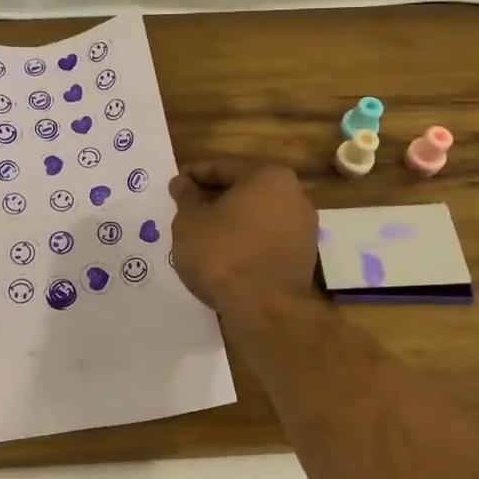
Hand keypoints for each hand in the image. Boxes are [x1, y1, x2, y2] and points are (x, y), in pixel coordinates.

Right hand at [169, 160, 319, 313]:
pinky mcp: (304, 257)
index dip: (194, 176)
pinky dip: (246, 242)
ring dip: (232, 222)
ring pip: (257, 216)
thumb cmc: (223, 254)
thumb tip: (182, 183)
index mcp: (269, 176)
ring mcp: (304, 228)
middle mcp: (294, 195)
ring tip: (203, 235)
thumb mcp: (190, 222)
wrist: (266, 310)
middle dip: (215, 198)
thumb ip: (186, 197)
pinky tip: (225, 255)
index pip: (223, 168)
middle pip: (244, 190)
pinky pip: (267, 240)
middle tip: (187, 209)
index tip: (175, 186)